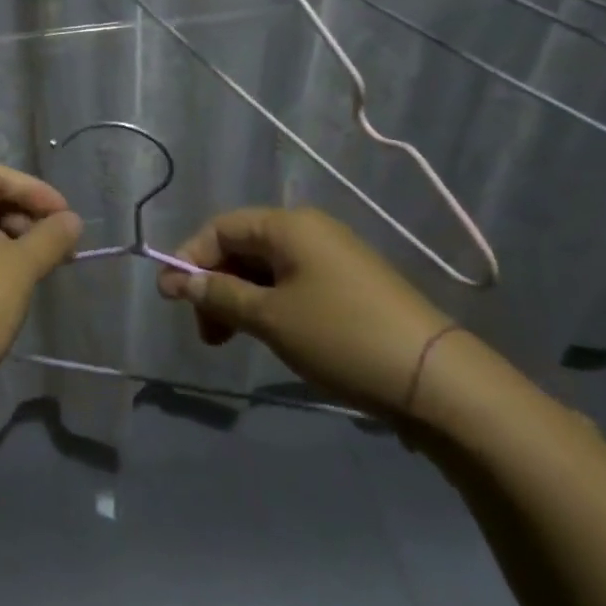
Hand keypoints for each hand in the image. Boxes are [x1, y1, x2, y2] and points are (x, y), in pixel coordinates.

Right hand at [159, 207, 453, 416]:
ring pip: (266, 270)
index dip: (189, 258)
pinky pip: (292, 285)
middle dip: (214, 285)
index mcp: (288, 226)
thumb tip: (177, 280)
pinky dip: (267, 306)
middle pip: (242, 247)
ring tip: (228, 341)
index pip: (220, 228)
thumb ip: (218, 295)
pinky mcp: (349, 287)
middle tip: (203, 330)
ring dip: (238, 300)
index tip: (169, 297)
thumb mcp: (269, 317)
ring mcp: (332, 259)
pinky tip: (266, 336)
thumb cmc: (341, 336)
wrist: (436, 380)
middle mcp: (309, 231)